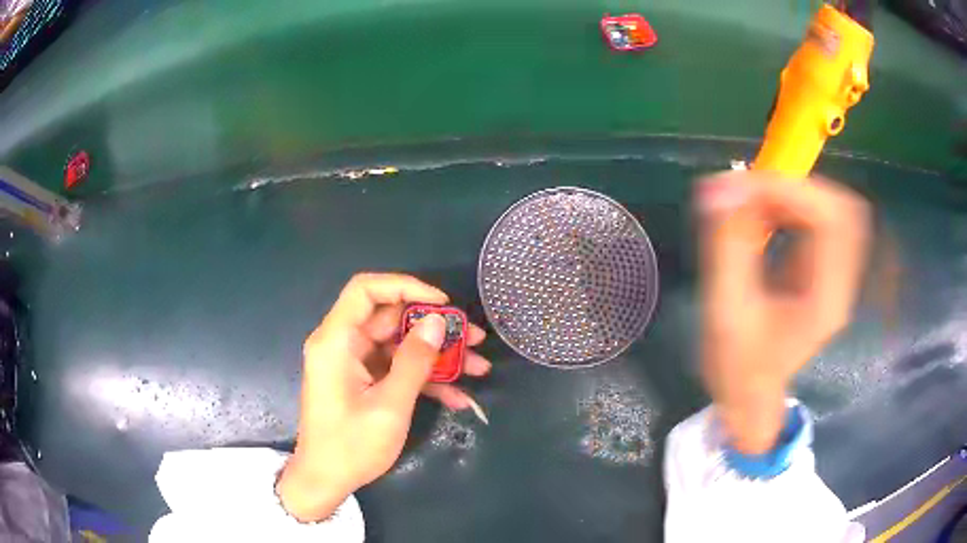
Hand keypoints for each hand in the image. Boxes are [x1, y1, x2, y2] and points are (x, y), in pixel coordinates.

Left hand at [276, 273, 490, 520]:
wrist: (325, 480)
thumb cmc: (351, 445)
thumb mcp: (390, 405)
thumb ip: (415, 360)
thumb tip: (438, 321)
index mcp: (337, 341)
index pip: (366, 290)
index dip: (405, 286)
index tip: (442, 303)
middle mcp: (342, 344)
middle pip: (390, 318)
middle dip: (434, 328)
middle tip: (474, 338)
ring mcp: (353, 363)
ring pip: (399, 345)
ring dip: (437, 356)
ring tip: (477, 366)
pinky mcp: (362, 381)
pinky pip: (396, 368)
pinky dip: (424, 378)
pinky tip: (457, 396)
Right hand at [696, 172, 869, 453]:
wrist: (749, 397)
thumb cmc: (738, 368)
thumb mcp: (727, 311)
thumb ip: (727, 247)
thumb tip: (718, 186)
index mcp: (827, 299)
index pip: (832, 220)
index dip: (792, 191)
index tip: (745, 187)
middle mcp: (841, 282)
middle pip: (841, 208)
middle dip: (795, 189)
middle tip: (751, 192)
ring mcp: (835, 275)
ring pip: (830, 209)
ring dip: (792, 196)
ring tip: (752, 203)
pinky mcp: (822, 270)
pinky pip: (817, 221)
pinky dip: (790, 207)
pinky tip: (763, 216)